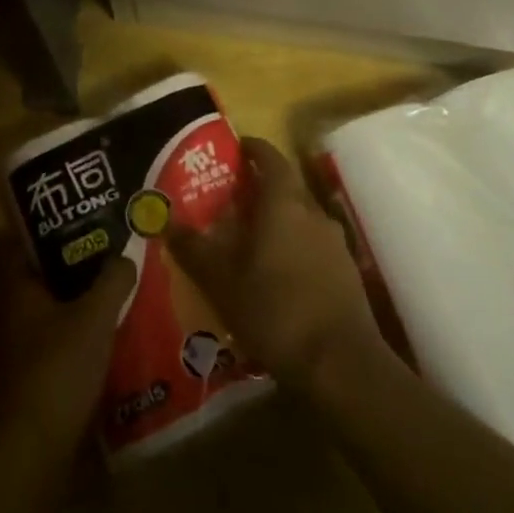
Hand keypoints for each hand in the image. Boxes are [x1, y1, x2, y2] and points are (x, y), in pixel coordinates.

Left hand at [0, 246, 134, 451]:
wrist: (35, 447)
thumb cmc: (59, 366)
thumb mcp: (95, 316)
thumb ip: (112, 281)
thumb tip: (126, 256)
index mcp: (16, 287)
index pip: (27, 244)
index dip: (54, 230)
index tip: (85, 222)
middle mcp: (10, 311)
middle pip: (43, 276)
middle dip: (74, 266)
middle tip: (109, 254)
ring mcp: (18, 345)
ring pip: (52, 309)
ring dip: (79, 301)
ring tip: (116, 290)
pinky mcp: (31, 375)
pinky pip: (58, 339)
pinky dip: (79, 332)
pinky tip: (108, 333)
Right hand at [168, 137, 382, 390]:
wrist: (341, 365)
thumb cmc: (274, 310)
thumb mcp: (221, 281)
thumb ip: (194, 249)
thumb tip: (167, 222)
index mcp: (283, 204)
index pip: (270, 158)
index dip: (253, 148)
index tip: (236, 148)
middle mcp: (312, 213)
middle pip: (286, 188)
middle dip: (260, 189)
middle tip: (231, 200)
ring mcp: (335, 244)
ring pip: (301, 219)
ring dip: (278, 222)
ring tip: (251, 242)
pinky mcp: (347, 274)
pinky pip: (314, 247)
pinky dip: (294, 250)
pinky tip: (278, 277)